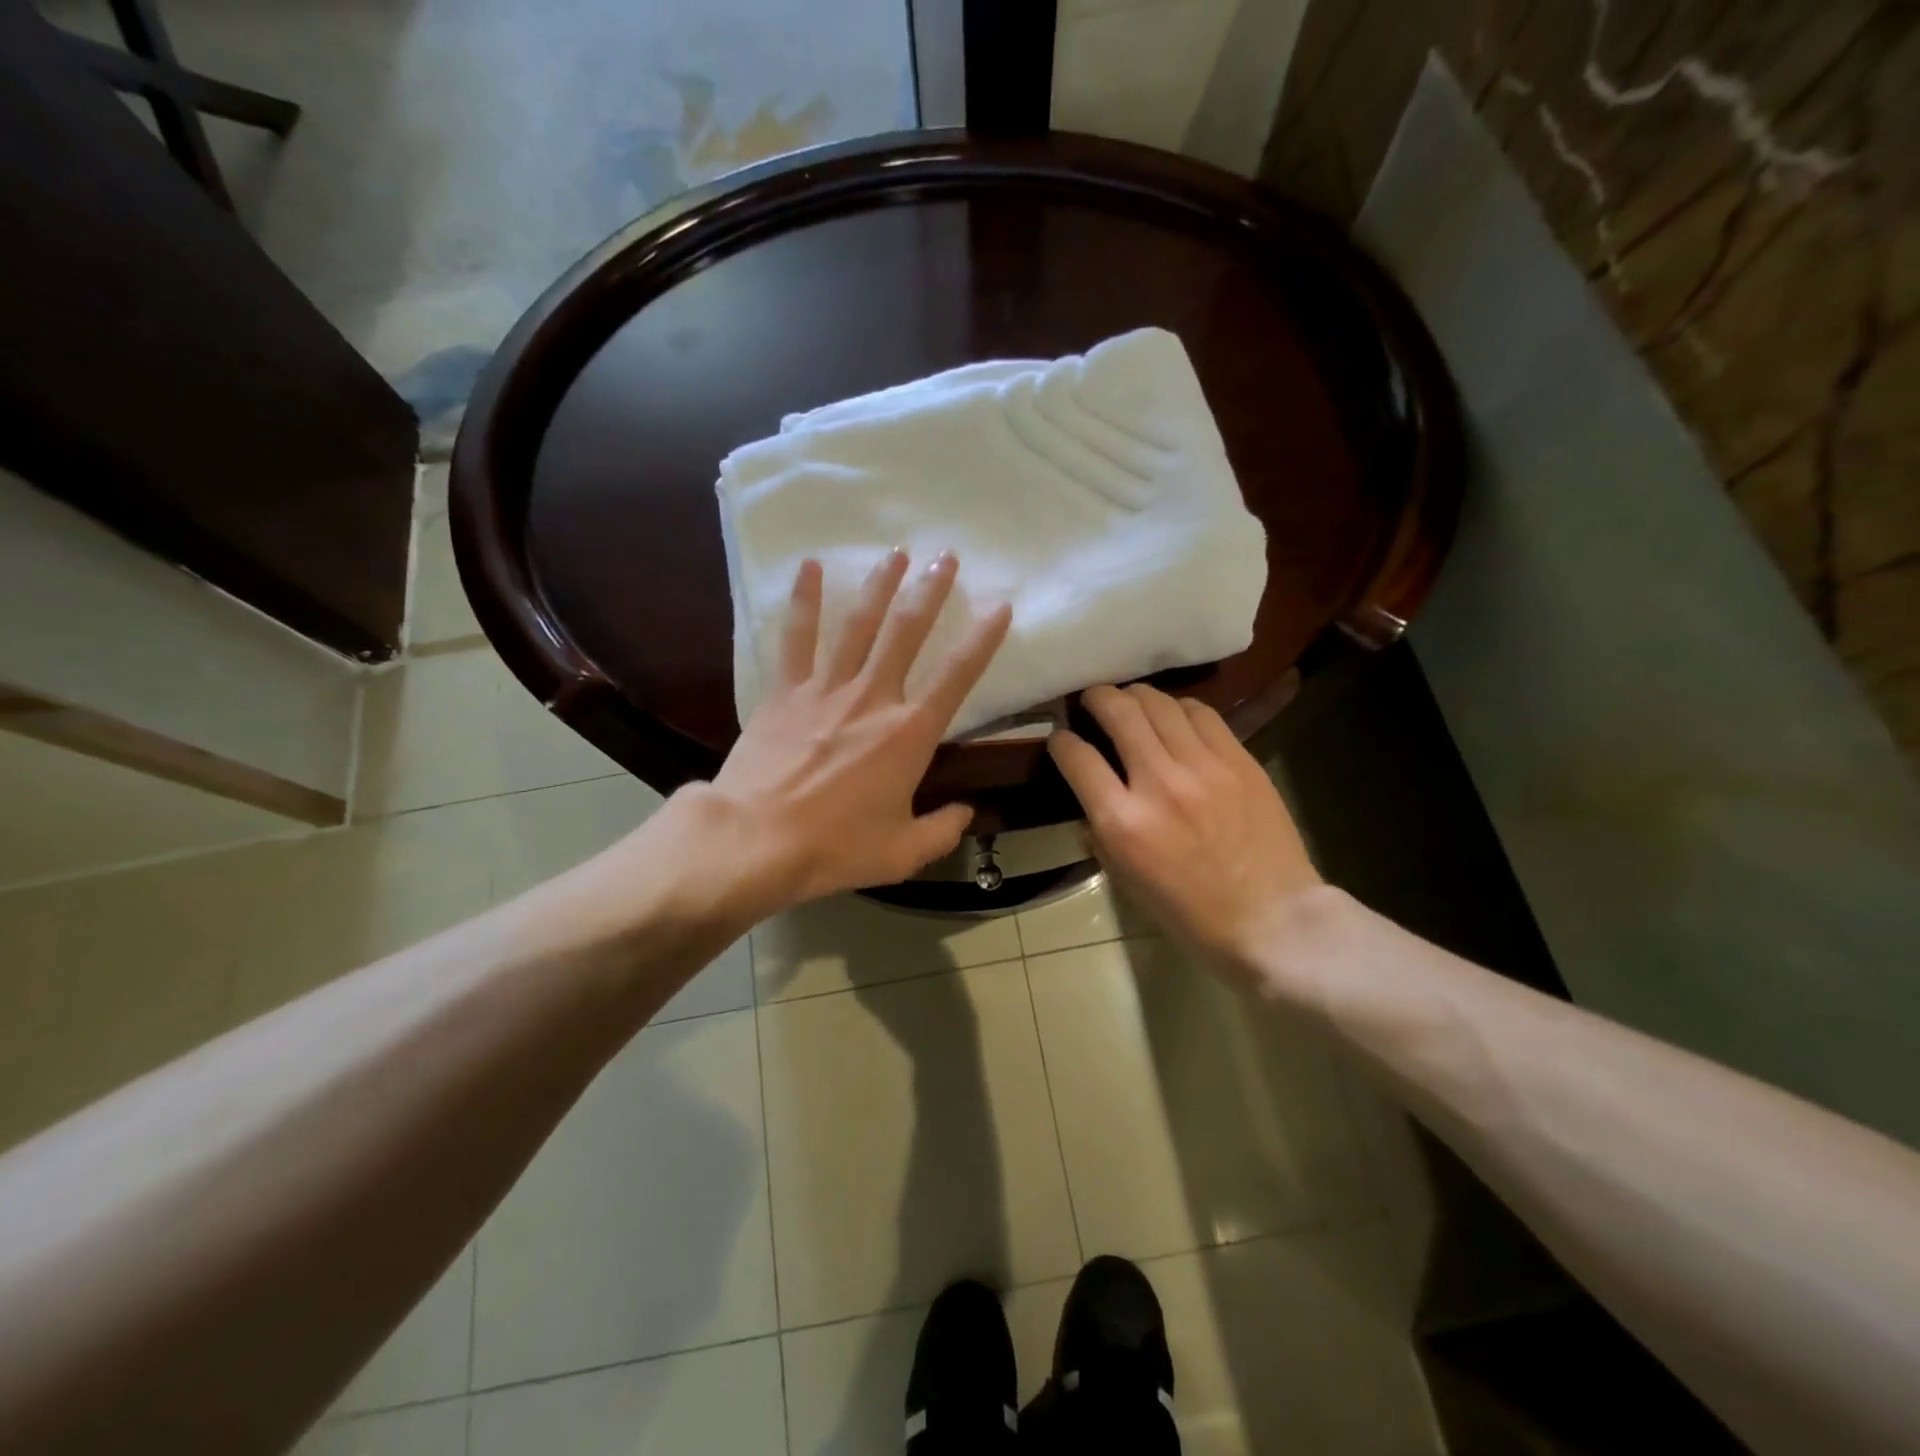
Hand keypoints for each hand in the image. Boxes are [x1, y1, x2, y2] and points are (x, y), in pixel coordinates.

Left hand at [703, 550, 1010, 913]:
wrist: (757, 840)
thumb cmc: (836, 847)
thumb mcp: (903, 852)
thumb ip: (943, 830)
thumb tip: (966, 813)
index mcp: (910, 733)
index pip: (958, 676)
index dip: (983, 638)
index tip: (1000, 606)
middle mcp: (874, 697)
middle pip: (908, 632)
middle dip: (931, 591)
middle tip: (946, 556)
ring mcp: (827, 689)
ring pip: (859, 624)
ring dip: (880, 585)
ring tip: (897, 553)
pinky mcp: (786, 692)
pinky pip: (797, 638)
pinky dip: (804, 601)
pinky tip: (809, 567)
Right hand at [1048, 684, 1321, 981]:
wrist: (1271, 920)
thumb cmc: (1190, 913)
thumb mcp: (1125, 880)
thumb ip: (1100, 831)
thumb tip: (1091, 796)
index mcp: (1122, 822)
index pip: (1076, 757)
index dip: (1060, 741)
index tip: (1061, 739)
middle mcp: (1158, 782)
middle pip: (1118, 712)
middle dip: (1097, 697)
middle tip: (1093, 699)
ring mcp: (1203, 766)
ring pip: (1160, 703)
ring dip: (1137, 696)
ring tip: (1132, 701)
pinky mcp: (1239, 760)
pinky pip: (1202, 714)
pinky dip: (1179, 708)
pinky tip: (1175, 716)